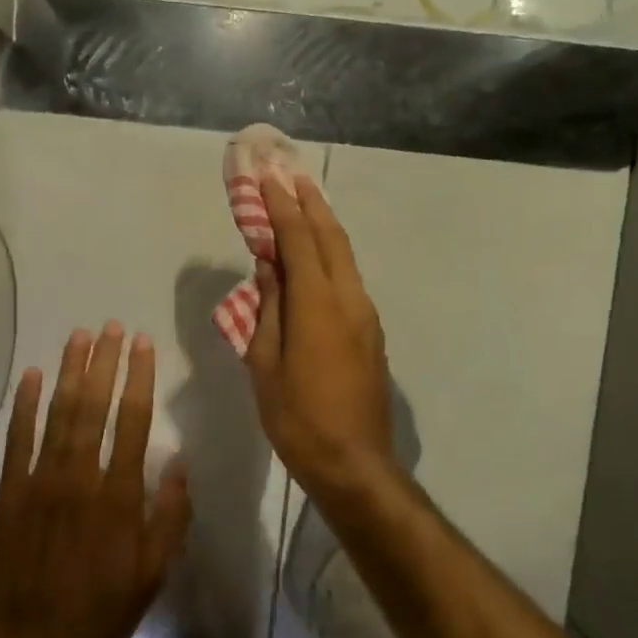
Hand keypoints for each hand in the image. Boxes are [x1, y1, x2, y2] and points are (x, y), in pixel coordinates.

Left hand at [0, 323, 190, 637]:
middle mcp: (79, 478)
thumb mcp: (152, 575)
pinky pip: (18, 439)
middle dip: (104, 362)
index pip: (133, 422)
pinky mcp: (9, 492)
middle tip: (111, 326)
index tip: (143, 344)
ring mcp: (39, 482)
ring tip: (79, 336)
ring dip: (69, 371)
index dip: (139, 378)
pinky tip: (31, 374)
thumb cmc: (100, 613)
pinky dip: (24, 404)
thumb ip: (169, 516)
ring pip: (57, 414)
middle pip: (94, 407)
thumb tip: (179, 461)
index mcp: (118, 497)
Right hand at [247, 173, 395, 488]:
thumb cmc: (299, 418)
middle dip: (309, 202)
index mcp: (318, 306)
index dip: (281, 207)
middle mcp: (349, 299)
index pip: (299, 241)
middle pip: (331, 237)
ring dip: (323, 224)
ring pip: (344, 255)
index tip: (267, 178)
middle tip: (289, 174)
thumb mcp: (267, 364)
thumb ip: (267, 310)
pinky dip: (330, 253)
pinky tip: (315, 253)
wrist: (355, 463)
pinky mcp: (370, 331)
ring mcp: (366, 315)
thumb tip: (268, 268)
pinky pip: (348, 277)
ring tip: (303, 200)